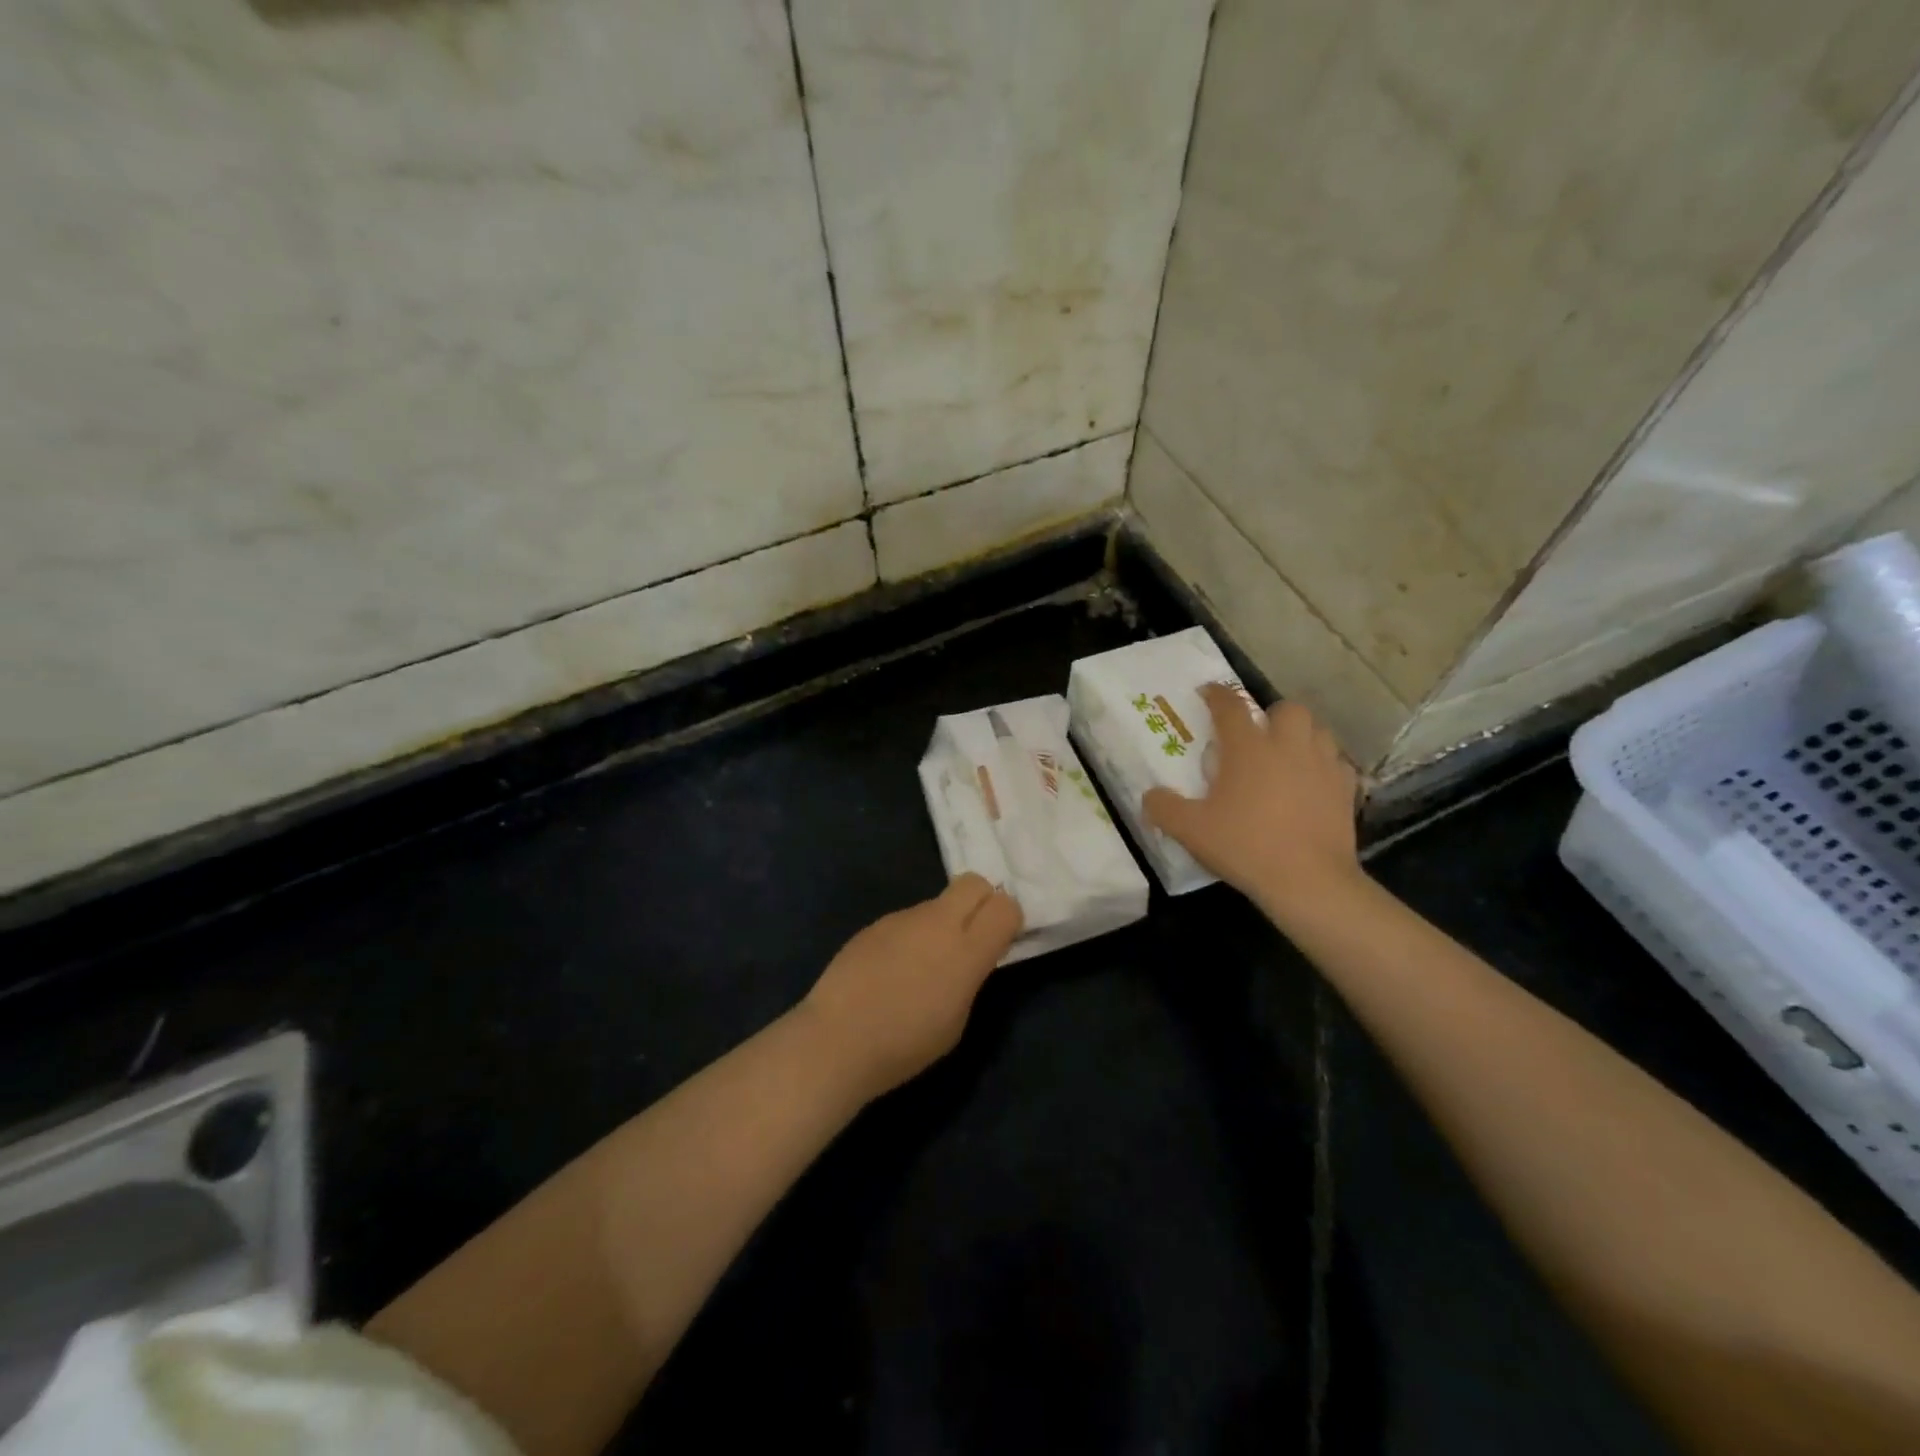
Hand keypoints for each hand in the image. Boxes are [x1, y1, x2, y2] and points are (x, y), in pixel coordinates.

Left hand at [801, 874, 1022, 1098]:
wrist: (837, 1039)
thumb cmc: (905, 1045)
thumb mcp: (957, 1020)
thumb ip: (970, 976)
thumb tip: (970, 956)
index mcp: (966, 950)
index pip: (1005, 906)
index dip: (1008, 920)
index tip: (1000, 943)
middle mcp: (937, 922)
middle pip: (974, 883)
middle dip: (981, 901)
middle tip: (971, 938)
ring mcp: (903, 918)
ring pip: (937, 903)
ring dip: (942, 924)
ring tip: (921, 968)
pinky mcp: (875, 924)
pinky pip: (907, 920)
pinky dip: (910, 937)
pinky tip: (891, 971)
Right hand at [1144, 686, 1360, 923]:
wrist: (1308, 881)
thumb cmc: (1245, 847)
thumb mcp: (1191, 830)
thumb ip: (1164, 808)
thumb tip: (1150, 796)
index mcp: (1248, 748)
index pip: (1230, 706)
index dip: (1216, 695)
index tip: (1207, 693)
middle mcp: (1288, 746)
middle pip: (1287, 709)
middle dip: (1270, 715)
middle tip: (1256, 735)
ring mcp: (1323, 766)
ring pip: (1318, 730)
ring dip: (1301, 735)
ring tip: (1286, 755)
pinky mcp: (1346, 790)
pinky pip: (1337, 763)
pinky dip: (1323, 765)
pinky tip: (1312, 784)